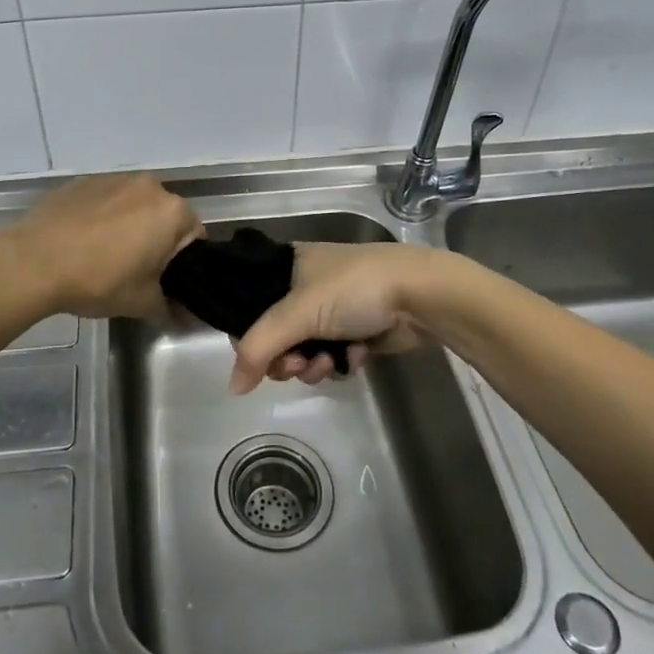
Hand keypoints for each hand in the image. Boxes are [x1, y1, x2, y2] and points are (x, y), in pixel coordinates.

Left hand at [1, 174, 201, 319]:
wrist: (34, 261)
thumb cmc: (99, 279)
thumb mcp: (141, 302)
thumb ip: (169, 308)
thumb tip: (185, 319)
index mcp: (173, 212)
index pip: (196, 236)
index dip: (185, 263)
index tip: (166, 281)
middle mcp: (150, 186)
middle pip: (165, 216)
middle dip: (157, 240)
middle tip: (138, 272)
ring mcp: (115, 179)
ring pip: (135, 205)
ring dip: (130, 225)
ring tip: (106, 255)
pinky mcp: (84, 181)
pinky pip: (106, 201)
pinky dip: (103, 217)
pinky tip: (83, 242)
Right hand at [230, 242, 445, 393]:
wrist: (420, 295)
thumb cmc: (354, 289)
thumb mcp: (298, 312)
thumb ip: (259, 347)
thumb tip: (233, 387)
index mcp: (287, 266)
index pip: (250, 305)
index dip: (251, 336)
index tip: (260, 357)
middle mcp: (305, 286)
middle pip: (276, 336)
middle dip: (287, 358)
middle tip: (297, 366)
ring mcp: (332, 310)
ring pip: (304, 351)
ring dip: (314, 364)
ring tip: (330, 363)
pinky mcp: (356, 331)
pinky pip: (332, 357)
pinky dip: (340, 361)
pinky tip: (356, 356)